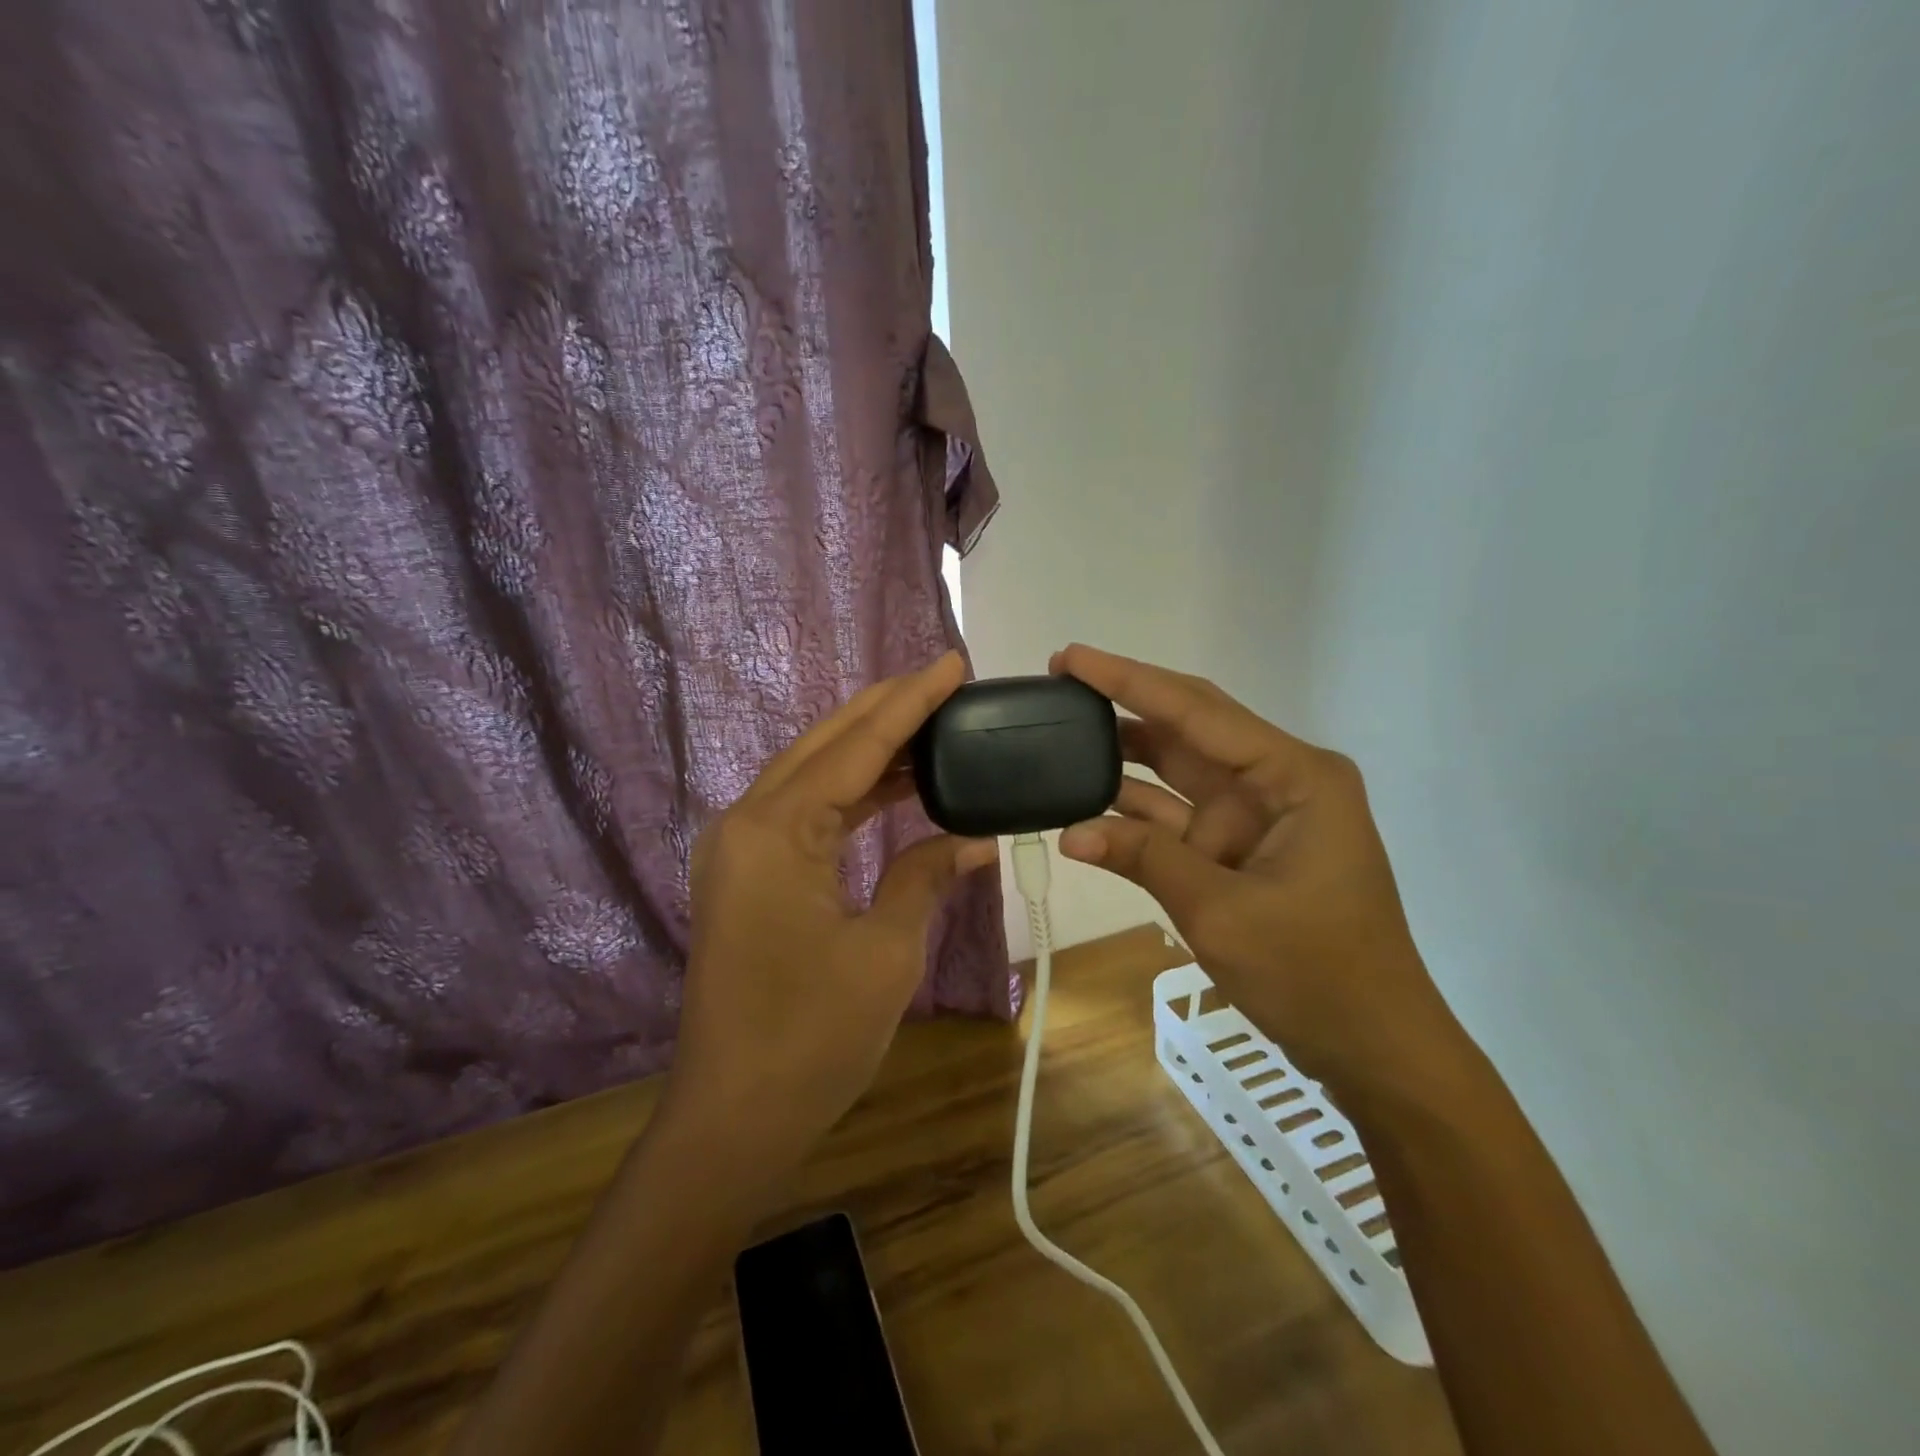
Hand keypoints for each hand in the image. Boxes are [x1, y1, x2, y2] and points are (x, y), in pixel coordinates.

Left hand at [663, 652, 997, 1172]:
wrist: (732, 1118)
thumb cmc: (811, 1038)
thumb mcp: (885, 952)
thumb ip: (924, 876)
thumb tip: (974, 838)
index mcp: (776, 831)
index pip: (857, 746)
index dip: (911, 702)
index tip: (953, 662)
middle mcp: (747, 822)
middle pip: (826, 744)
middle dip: (887, 710)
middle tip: (946, 684)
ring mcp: (739, 848)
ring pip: (813, 773)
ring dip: (870, 750)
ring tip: (932, 726)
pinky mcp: (745, 874)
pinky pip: (805, 812)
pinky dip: (851, 794)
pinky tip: (895, 787)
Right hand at [1052, 644, 1472, 1101]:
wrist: (1372, 1047)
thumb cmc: (1316, 973)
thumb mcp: (1222, 911)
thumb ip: (1146, 858)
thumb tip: (1070, 832)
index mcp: (1294, 776)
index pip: (1198, 711)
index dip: (1130, 680)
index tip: (1072, 657)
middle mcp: (1275, 782)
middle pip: (1188, 728)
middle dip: (1124, 704)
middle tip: (1058, 681)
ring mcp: (1253, 817)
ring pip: (1175, 772)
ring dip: (1121, 758)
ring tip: (1058, 733)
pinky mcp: (1236, 851)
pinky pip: (1174, 820)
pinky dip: (1131, 816)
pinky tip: (1081, 807)